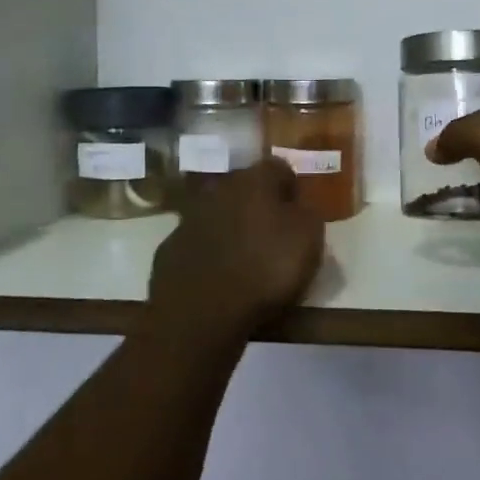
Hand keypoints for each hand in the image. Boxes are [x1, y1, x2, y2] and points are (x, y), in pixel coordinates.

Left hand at [147, 159, 325, 346]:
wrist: (201, 311)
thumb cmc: (265, 269)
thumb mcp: (309, 239)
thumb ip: (308, 214)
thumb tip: (299, 207)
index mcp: (255, 180)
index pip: (280, 168)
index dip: (292, 188)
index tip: (300, 213)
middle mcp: (219, 188)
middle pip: (245, 188)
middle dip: (259, 205)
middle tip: (273, 234)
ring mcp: (189, 217)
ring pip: (218, 213)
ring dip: (232, 227)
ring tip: (246, 258)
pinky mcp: (170, 247)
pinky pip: (198, 242)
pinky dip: (210, 252)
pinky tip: (219, 276)